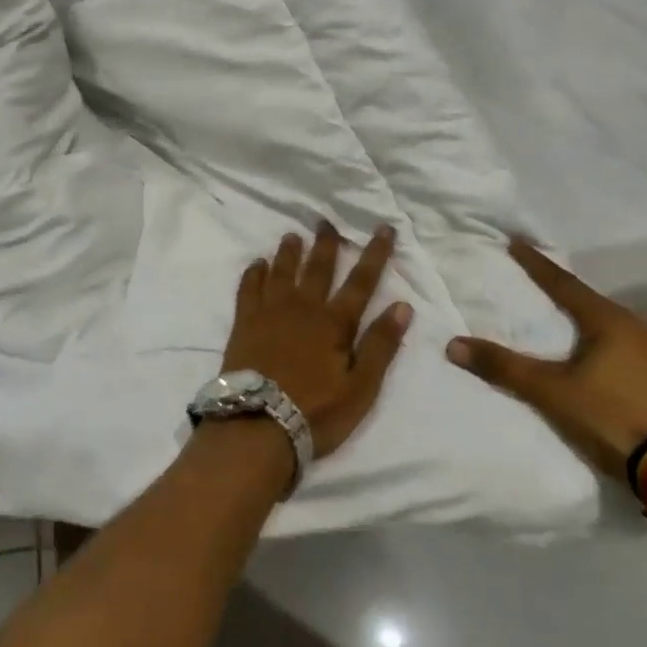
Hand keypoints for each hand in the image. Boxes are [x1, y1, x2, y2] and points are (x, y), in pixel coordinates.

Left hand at [222, 224, 412, 459]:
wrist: (258, 425)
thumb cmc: (316, 412)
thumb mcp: (361, 387)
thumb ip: (381, 345)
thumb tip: (402, 305)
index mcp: (334, 323)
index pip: (360, 282)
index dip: (375, 254)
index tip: (384, 228)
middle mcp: (302, 308)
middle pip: (317, 268)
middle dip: (326, 244)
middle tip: (326, 221)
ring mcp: (270, 312)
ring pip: (281, 272)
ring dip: (289, 252)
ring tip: (292, 235)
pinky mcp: (245, 323)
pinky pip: (249, 288)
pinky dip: (254, 273)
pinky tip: (257, 264)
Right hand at [446, 238, 646, 483]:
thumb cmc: (614, 417)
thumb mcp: (552, 393)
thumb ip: (504, 368)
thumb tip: (453, 345)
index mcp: (609, 320)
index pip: (563, 283)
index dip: (536, 264)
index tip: (516, 242)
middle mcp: (637, 328)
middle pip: (590, 302)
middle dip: (563, 293)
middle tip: (538, 284)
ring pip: (611, 327)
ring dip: (586, 321)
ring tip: (565, 321)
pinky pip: (626, 349)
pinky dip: (604, 346)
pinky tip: (597, 358)